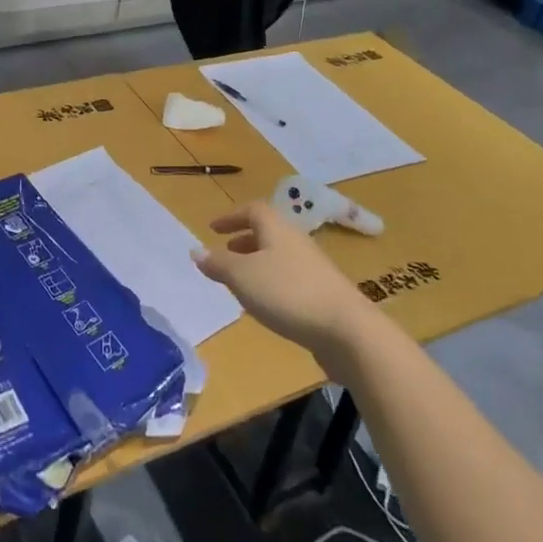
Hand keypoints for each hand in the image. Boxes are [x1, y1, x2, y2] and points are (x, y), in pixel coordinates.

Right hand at [193, 201, 370, 356]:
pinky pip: (291, 279)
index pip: (252, 210)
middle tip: (225, 252)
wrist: (347, 331)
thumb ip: (218, 263)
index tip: (213, 228)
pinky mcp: (324, 294)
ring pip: (279, 257)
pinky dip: (273, 283)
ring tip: (241, 282)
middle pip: (268, 232)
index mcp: (276, 229)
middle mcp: (296, 241)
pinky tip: (267, 306)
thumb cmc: (287, 293)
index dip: (231, 217)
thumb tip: (196, 250)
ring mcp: (314, 268)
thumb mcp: (242, 277)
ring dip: (258, 264)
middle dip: (244, 240)